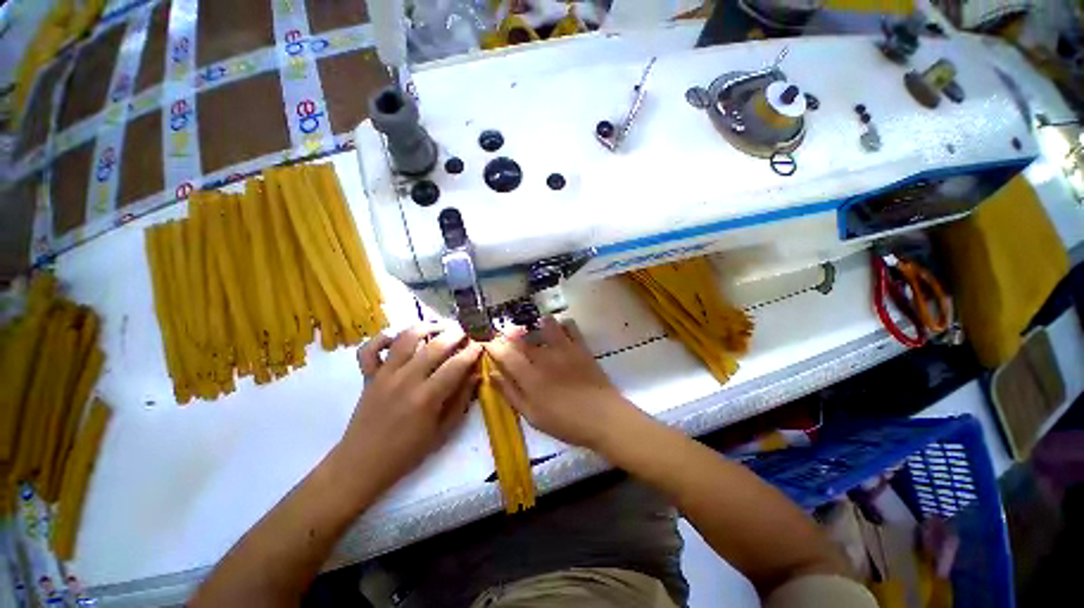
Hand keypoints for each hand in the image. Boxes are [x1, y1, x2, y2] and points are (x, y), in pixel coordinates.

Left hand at [337, 323, 482, 493]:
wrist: (362, 464)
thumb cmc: (407, 452)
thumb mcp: (443, 432)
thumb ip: (461, 400)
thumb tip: (476, 374)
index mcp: (427, 398)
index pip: (456, 365)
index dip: (472, 352)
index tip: (481, 345)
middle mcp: (406, 380)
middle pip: (435, 346)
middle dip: (455, 334)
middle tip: (466, 332)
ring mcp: (384, 375)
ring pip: (406, 338)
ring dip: (426, 327)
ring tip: (440, 326)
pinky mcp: (368, 375)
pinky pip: (370, 349)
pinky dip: (383, 338)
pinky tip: (398, 337)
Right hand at [485, 316, 634, 449]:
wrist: (603, 417)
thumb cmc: (565, 422)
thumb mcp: (533, 415)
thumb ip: (511, 393)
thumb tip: (492, 375)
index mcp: (529, 376)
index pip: (505, 354)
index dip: (494, 346)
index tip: (488, 343)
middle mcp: (544, 357)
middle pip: (522, 338)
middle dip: (510, 334)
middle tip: (506, 335)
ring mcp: (564, 349)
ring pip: (545, 325)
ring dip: (535, 324)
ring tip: (533, 329)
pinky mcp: (580, 347)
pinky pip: (569, 327)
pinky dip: (562, 324)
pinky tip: (559, 329)